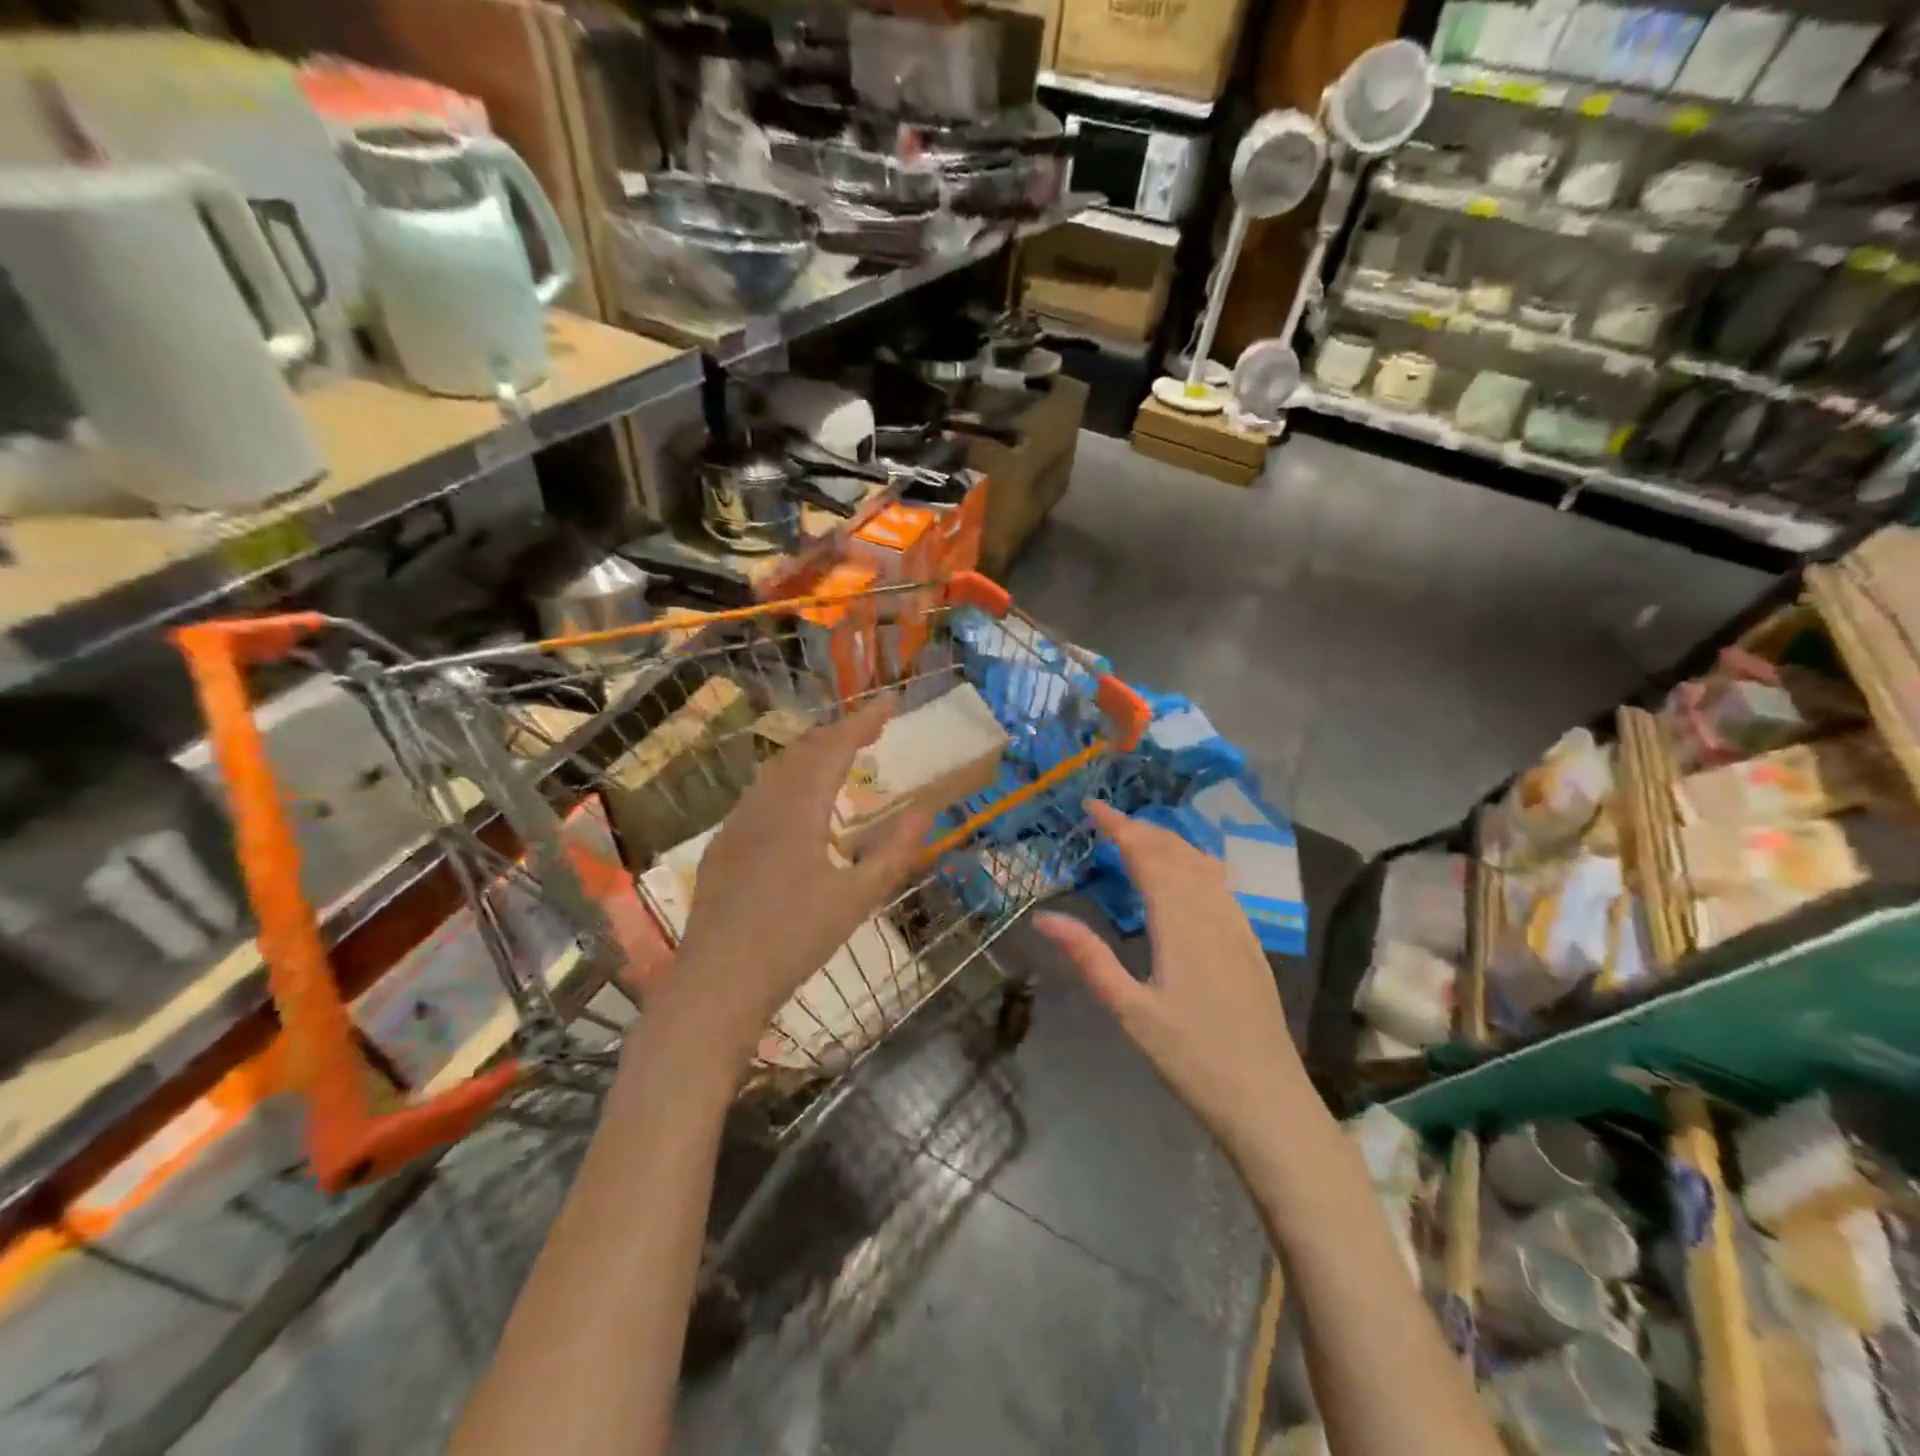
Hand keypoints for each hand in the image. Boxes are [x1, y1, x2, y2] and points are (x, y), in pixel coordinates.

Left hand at [657, 698, 932, 1063]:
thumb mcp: (858, 899)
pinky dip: (790, 781)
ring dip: (812, 755)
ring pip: (777, 771)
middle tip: (872, 729)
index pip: (834, 747)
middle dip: (839, 733)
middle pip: (803, 751)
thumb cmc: (795, 941)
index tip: (890, 704)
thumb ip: (895, 852)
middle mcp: (763, 804)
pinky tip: (800, 803)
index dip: (863, 721)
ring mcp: (737, 823)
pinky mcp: (723, 845)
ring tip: (842, 758)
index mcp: (798, 809)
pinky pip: (760, 794)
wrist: (717, 983)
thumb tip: (925, 812)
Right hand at [1035, 801, 1308, 1164]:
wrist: (1268, 1100)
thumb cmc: (1192, 1057)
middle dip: (1142, 828)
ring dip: (1169, 843)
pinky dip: (1196, 863)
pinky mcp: (1250, 943)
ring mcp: (1237, 926)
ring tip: (1140, 837)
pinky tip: (1190, 873)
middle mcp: (1212, 912)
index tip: (1092, 805)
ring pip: (1202, 865)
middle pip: (1176, 852)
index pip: (1147, 855)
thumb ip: (1090, 957)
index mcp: (1180, 921)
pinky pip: (1221, 885)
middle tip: (1108, 820)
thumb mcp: (1129, 1010)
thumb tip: (1045, 916)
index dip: (1120, 825)